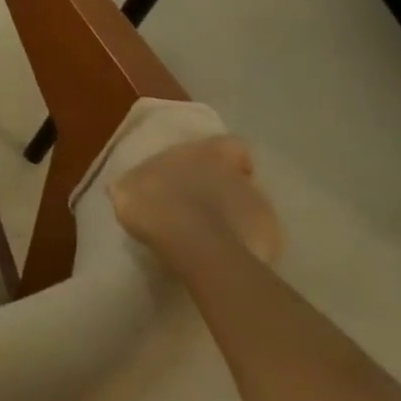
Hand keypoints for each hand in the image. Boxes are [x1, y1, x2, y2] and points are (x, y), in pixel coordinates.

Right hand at [110, 135, 282, 272]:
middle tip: (201, 206)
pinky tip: (220, 256)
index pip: (228, 145)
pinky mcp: (272, 241)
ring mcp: (261, 208)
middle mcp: (238, 175)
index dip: (221, 157)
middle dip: (225, 190)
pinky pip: (256, 239)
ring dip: (234, 217)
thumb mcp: (127, 188)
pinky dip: (241, 245)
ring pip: (250, 208)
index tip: (208, 170)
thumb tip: (130, 186)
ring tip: (209, 236)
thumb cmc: (156, 203)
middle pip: (239, 178)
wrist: (194, 246)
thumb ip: (136, 183)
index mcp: (206, 153)